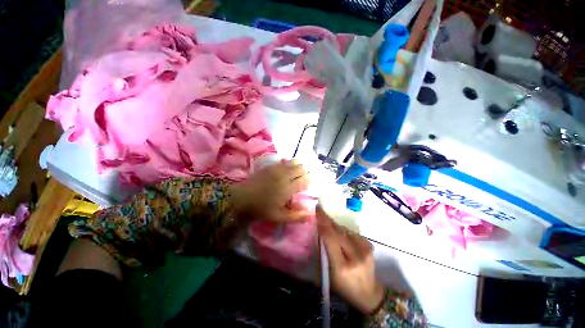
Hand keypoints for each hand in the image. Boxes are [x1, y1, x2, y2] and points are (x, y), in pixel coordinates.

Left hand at [230, 160, 309, 221]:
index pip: (304, 180)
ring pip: (293, 163)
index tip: (309, 184)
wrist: (242, 197)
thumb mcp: (278, 217)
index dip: (309, 180)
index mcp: (288, 188)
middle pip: (300, 168)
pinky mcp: (270, 166)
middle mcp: (285, 176)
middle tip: (304, 177)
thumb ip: (295, 216)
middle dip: (305, 172)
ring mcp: (277, 169)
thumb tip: (309, 214)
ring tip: (299, 170)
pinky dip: (289, 162)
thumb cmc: (261, 208)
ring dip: (298, 165)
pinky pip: (284, 161)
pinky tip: (289, 165)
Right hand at [317, 206, 384, 313]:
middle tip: (319, 211)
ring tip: (328, 225)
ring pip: (344, 229)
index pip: (330, 237)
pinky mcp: (369, 244)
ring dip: (335, 226)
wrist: (369, 293)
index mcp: (342, 266)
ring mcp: (365, 249)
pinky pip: (351, 232)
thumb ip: (322, 251)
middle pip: (338, 230)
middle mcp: (356, 255)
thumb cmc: (344, 286)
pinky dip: (343, 231)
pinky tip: (340, 236)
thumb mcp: (328, 273)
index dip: (323, 221)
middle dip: (327, 220)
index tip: (317, 209)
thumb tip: (318, 231)